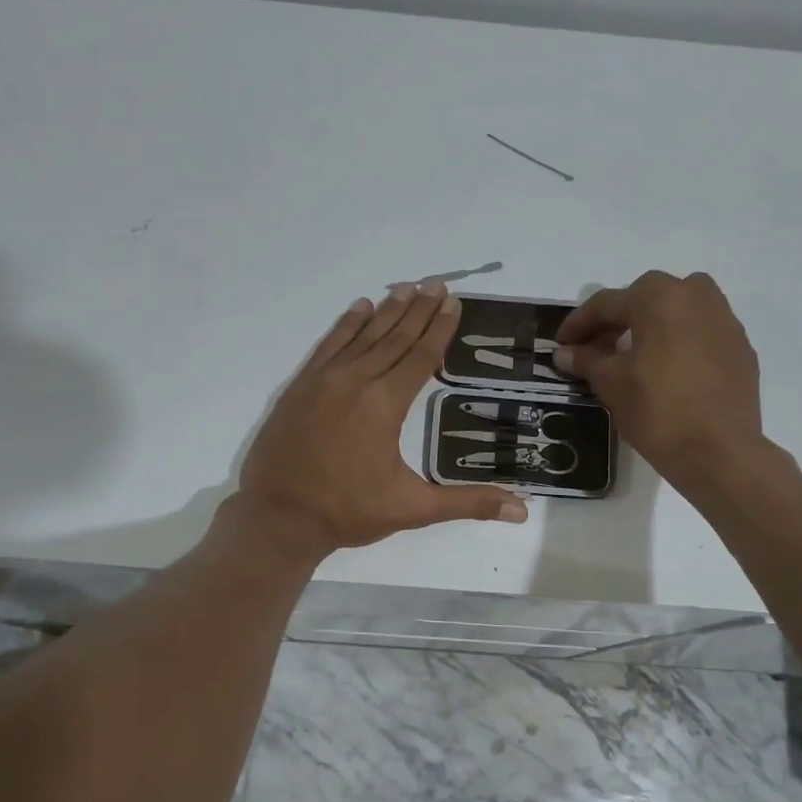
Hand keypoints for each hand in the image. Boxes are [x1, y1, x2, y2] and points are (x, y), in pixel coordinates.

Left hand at [234, 283, 528, 556]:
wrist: (278, 518)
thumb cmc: (348, 512)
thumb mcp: (412, 509)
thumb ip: (467, 503)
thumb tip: (522, 510)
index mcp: (384, 404)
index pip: (420, 357)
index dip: (439, 328)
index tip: (453, 301)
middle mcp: (355, 381)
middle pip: (393, 338)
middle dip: (417, 310)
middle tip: (435, 283)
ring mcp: (323, 381)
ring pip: (361, 336)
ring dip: (386, 311)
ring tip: (406, 288)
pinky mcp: (299, 387)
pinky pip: (328, 345)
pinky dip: (345, 325)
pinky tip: (358, 308)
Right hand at [554, 271, 767, 486]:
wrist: (719, 452)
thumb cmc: (658, 411)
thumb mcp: (611, 384)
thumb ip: (586, 360)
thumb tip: (564, 353)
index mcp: (660, 298)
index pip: (607, 303)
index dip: (578, 324)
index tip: (561, 344)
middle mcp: (697, 296)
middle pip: (646, 298)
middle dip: (617, 319)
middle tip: (596, 347)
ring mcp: (725, 321)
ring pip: (679, 310)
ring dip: (652, 325)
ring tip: (633, 355)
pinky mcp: (740, 348)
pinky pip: (701, 333)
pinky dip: (679, 342)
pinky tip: (667, 371)